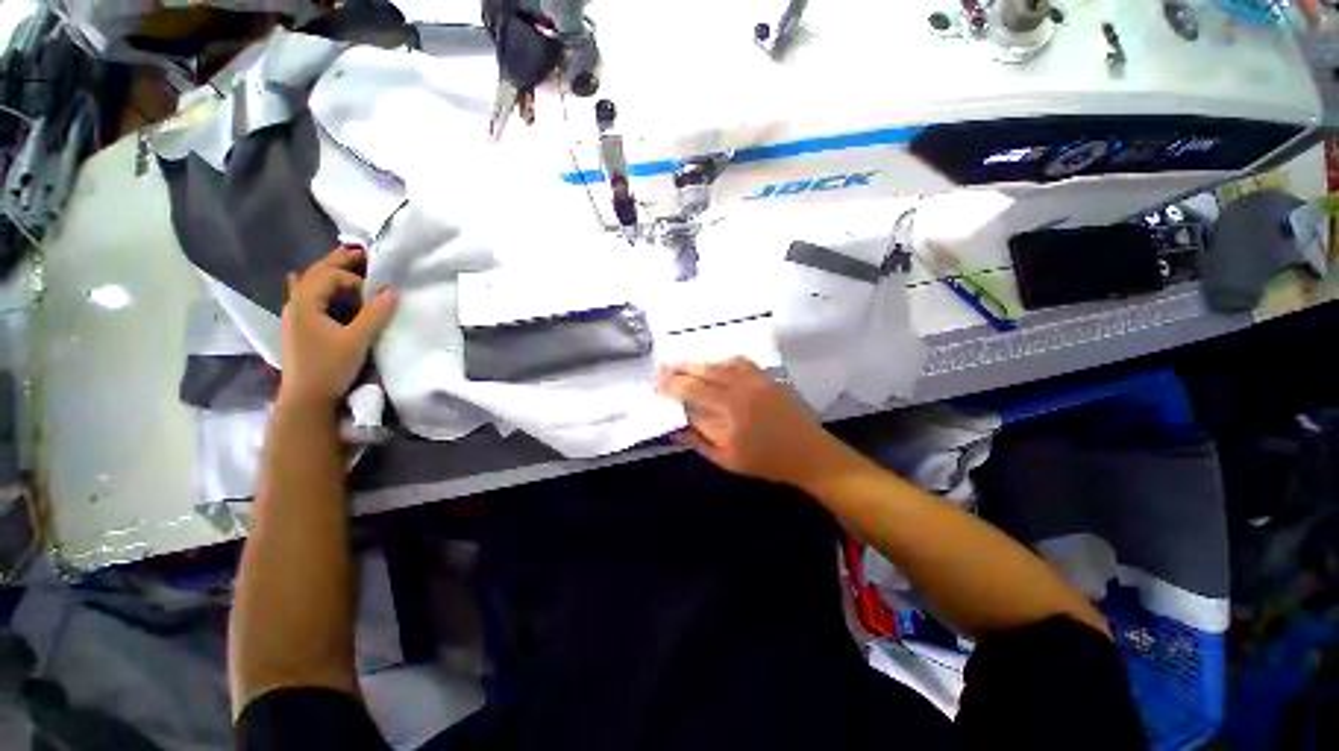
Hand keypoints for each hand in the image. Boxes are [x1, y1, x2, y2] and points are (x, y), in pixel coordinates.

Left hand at [279, 247, 396, 409]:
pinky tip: (308, 283)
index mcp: (306, 303)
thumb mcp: (356, 341)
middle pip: (316, 273)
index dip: (355, 279)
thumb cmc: (329, 367)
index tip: (375, 294)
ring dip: (331, 273)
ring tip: (348, 265)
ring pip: (311, 284)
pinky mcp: (301, 327)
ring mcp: (296, 316)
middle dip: (339, 261)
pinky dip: (318, 287)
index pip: (330, 276)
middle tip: (361, 251)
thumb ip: (375, 314)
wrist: (306, 398)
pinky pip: (308, 297)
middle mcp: (296, 304)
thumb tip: (393, 290)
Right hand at [655, 357, 843, 486]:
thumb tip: (674, 428)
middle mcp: (741, 391)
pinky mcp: (766, 377)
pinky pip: (739, 362)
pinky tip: (713, 365)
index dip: (673, 387)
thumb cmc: (766, 461)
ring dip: (697, 363)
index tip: (657, 384)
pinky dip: (721, 361)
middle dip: (679, 370)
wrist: (809, 453)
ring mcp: (755, 381)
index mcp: (730, 413)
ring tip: (681, 365)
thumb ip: (700, 440)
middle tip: (662, 369)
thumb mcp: (728, 459)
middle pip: (703, 374)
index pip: (693, 393)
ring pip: (719, 365)